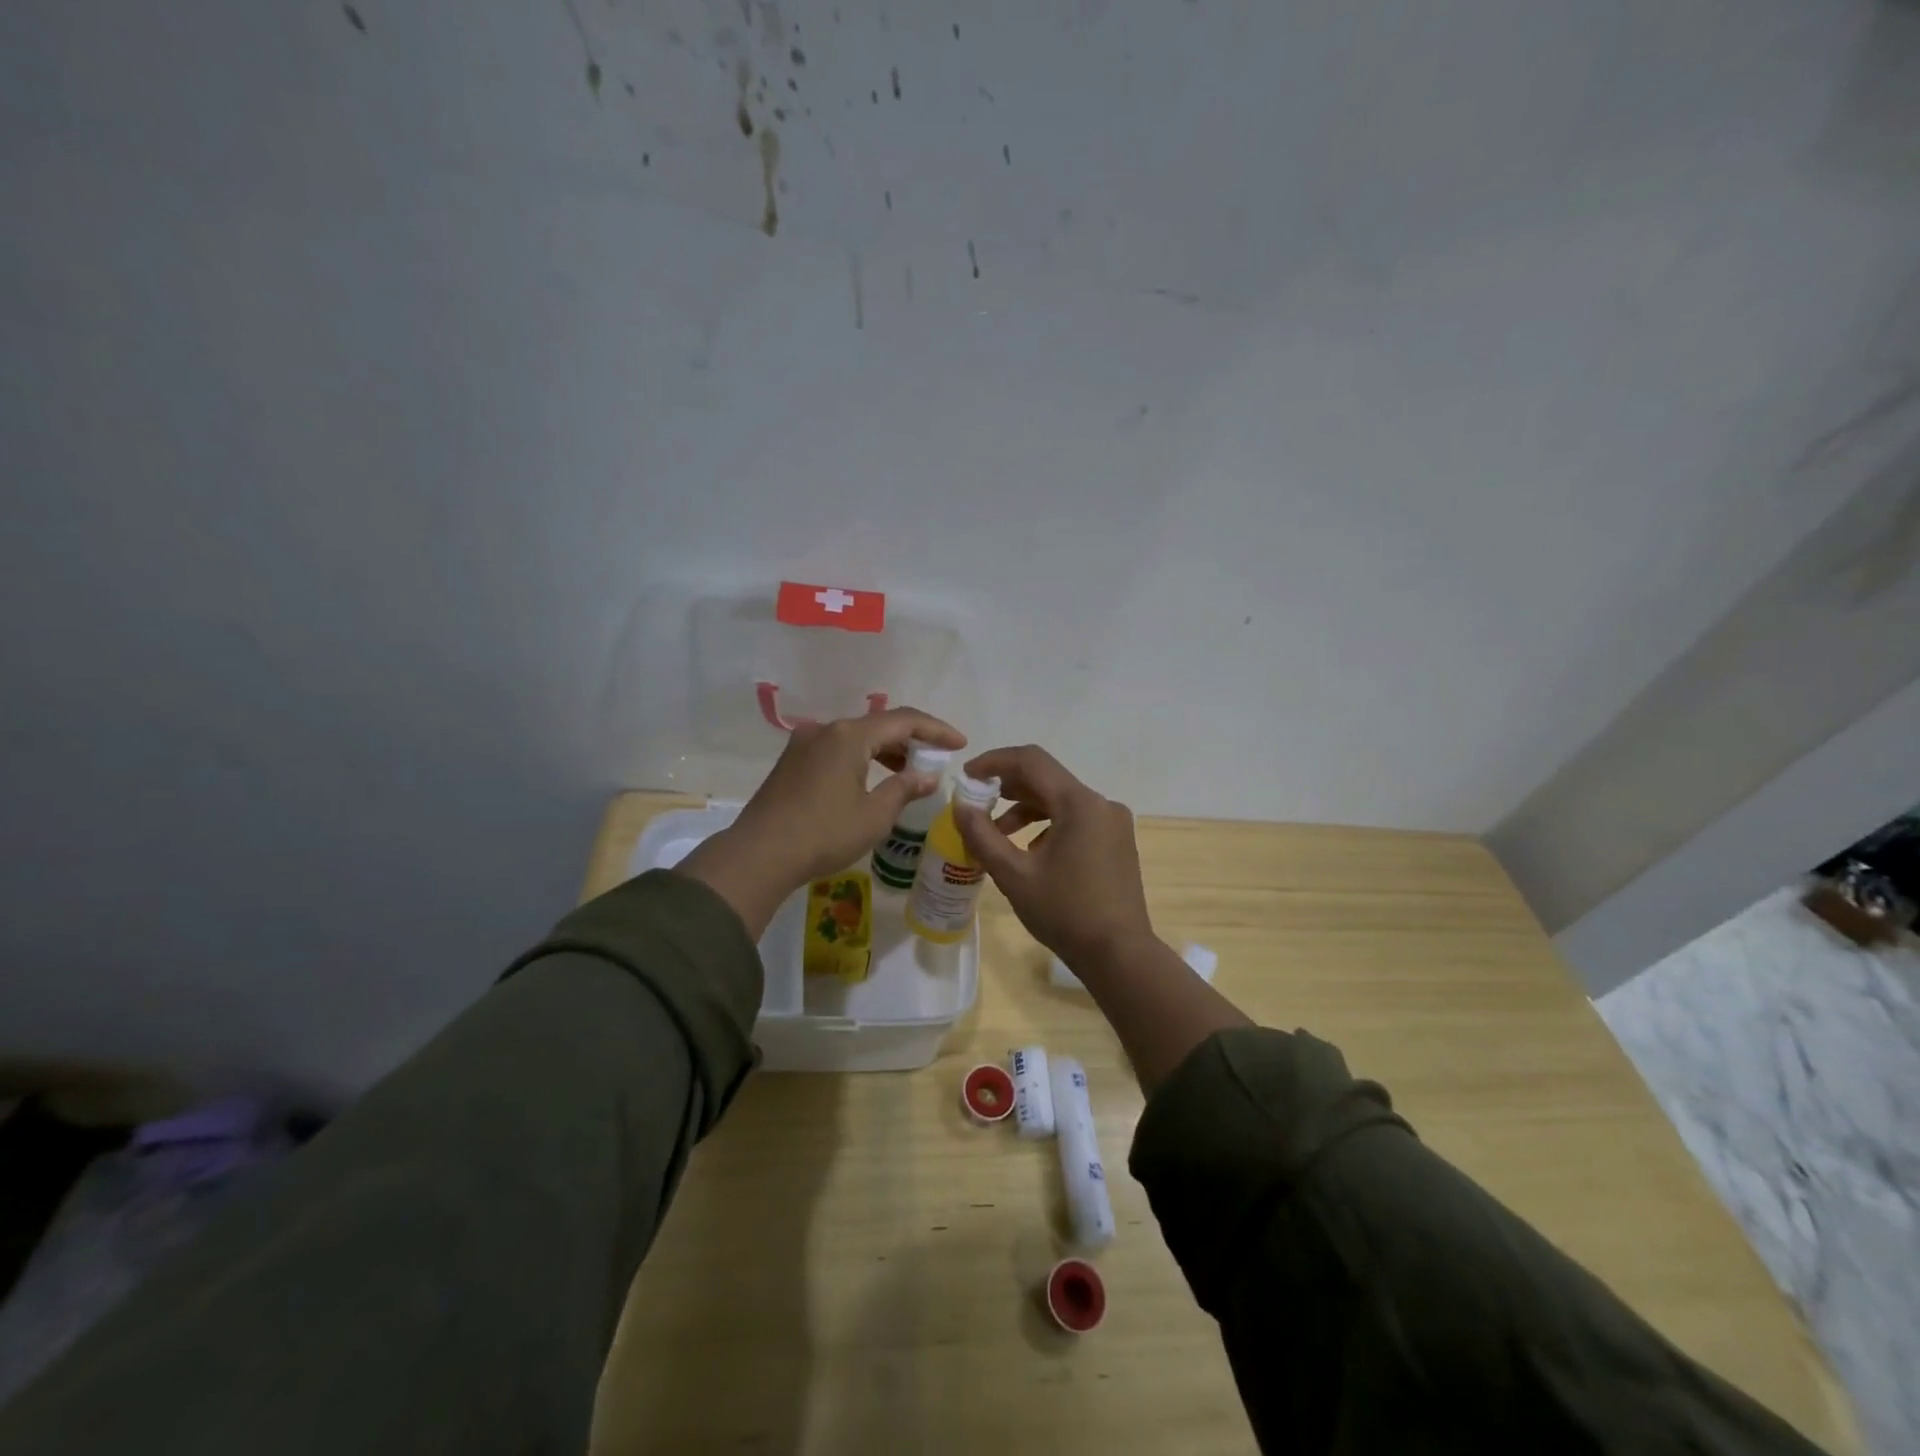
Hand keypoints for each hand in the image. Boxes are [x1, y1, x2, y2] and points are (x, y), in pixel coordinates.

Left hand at [678, 707, 965, 936]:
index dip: (936, 730)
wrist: (758, 855)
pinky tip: (871, 779)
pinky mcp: (792, 761)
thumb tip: (927, 776)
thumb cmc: (824, 834)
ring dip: (885, 750)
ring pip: (856, 737)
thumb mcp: (874, 815)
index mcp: (850, 735)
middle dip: (911, 740)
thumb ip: (904, 788)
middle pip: (878, 724)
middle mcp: (826, 729)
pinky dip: (862, 758)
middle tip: (936, 759)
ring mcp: (804, 743)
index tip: (960, 743)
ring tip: (908, 771)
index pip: (904, 720)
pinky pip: (837, 749)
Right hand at [953, 745, 1155, 967]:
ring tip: (997, 834)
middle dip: (1007, 787)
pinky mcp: (1117, 840)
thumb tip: (960, 806)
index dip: (994, 762)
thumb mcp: (1014, 875)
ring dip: (1026, 809)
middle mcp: (1101, 803)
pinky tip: (1030, 852)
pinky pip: (1076, 818)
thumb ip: (982, 835)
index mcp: (1079, 803)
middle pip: (1047, 778)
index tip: (967, 776)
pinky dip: (1048, 824)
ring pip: (1061, 800)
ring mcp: (1113, 822)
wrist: (1119, 954)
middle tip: (975, 802)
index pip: (1031, 761)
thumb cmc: (1065, 913)